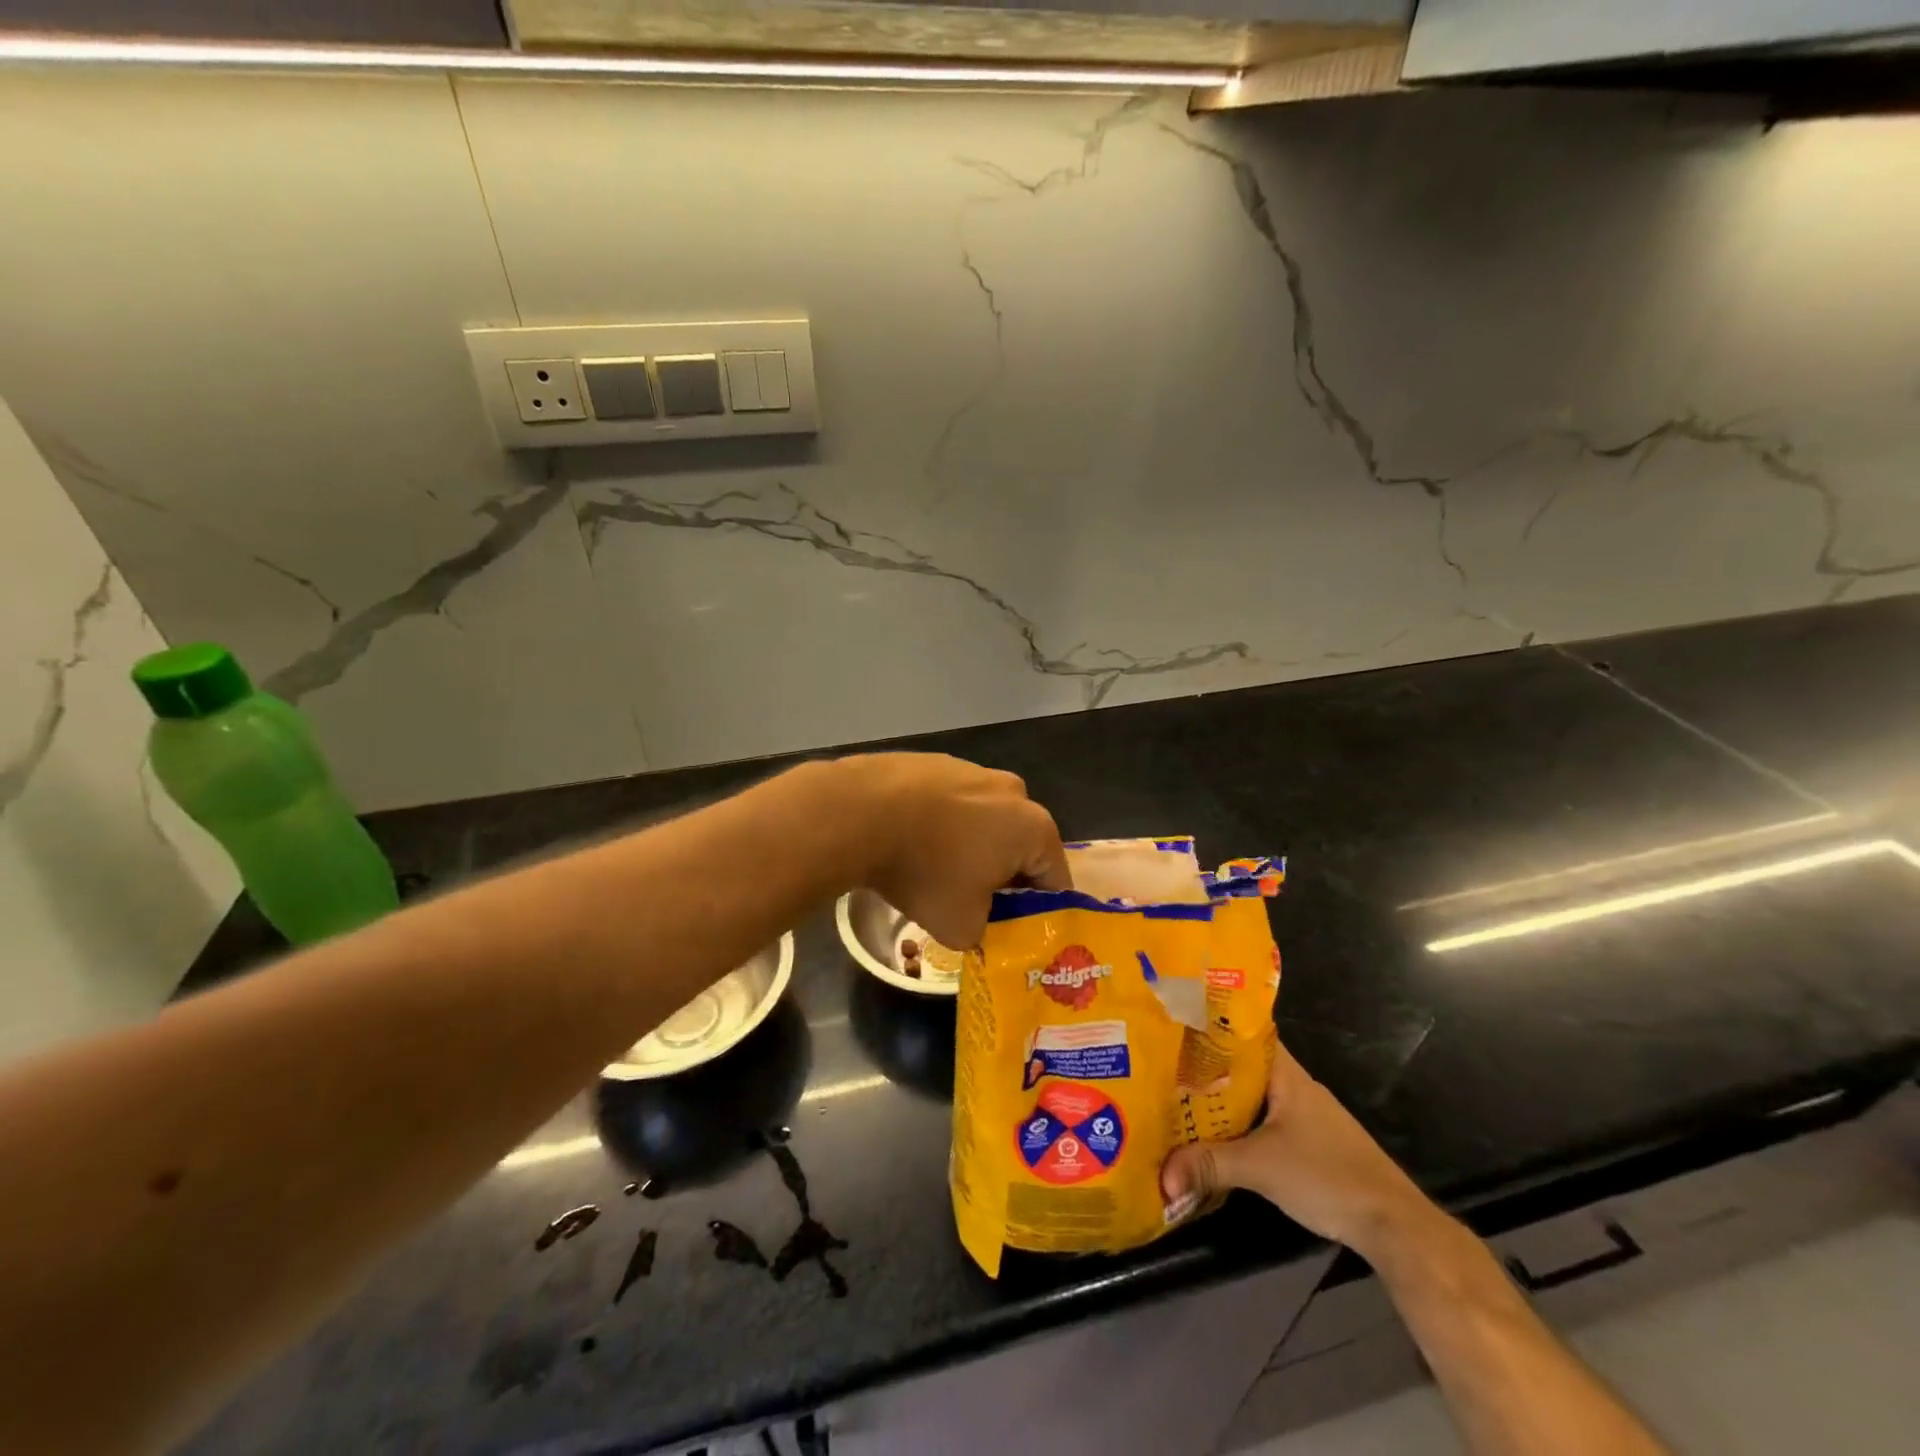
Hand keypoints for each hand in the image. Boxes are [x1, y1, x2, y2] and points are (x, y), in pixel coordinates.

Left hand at [839, 754, 1069, 949]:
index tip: (1013, 933)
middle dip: (1001, 878)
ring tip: (934, 873)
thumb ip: (986, 933)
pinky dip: (939, 825)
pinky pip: (949, 804)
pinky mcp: (935, 761)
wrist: (860, 811)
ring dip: (969, 848)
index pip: (1055, 881)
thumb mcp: (962, 927)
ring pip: (983, 822)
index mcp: (1034, 827)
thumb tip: (979, 924)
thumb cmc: (925, 870)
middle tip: (972, 906)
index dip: (1039, 914)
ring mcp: (972, 769)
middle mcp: (1013, 791)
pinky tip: (910, 843)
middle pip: (1019, 847)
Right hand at [1160, 1038, 1431, 1259]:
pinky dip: (1242, 1126)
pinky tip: (1220, 1138)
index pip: (1246, 1034)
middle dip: (1208, 1069)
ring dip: (1224, 1101)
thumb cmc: (1327, 1176)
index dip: (1212, 1028)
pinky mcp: (1313, 1145)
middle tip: (1166, 1068)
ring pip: (1255, 1097)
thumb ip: (1209, 1165)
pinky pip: (1267, 1122)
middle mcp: (1297, 1087)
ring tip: (1181, 1100)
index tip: (1177, 1027)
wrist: (1394, 1225)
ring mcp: (1308, 1117)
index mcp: (1287, 1075)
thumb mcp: (1260, 1168)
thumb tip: (1162, 1176)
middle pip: (1245, 1068)